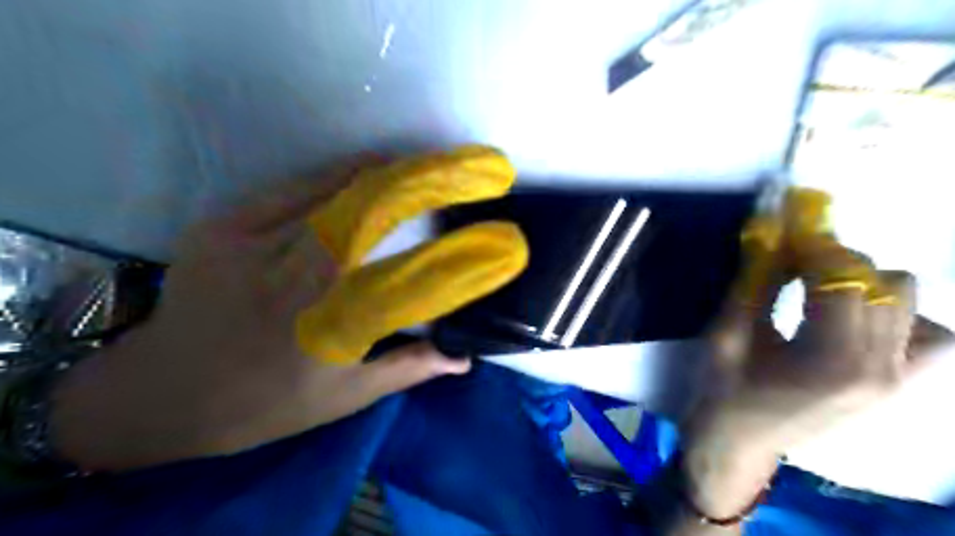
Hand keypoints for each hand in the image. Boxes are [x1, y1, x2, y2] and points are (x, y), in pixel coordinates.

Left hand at [50, 167, 470, 473]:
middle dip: (412, 186)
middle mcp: (288, 281)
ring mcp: (249, 245)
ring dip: (378, 174)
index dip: (448, 250)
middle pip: (363, 216)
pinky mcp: (222, 225)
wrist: (164, 393)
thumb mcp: (344, 396)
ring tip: (414, 163)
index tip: (483, 238)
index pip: (403, 278)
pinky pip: (291, 189)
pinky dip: (334, 175)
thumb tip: (463, 358)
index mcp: (325, 329)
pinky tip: (361, 171)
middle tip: (449, 173)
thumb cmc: (266, 404)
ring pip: (329, 193)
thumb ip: (408, 369)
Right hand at [679, 239, 954, 526]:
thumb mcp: (727, 335)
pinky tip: (856, 317)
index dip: (813, 247)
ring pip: (909, 301)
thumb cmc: (723, 391)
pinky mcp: (896, 386)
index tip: (786, 230)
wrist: (737, 444)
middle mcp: (879, 369)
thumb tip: (773, 240)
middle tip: (792, 261)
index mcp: (831, 361)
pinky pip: (927, 335)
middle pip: (882, 284)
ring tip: (820, 289)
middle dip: (835, 261)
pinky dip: (898, 314)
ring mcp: (896, 381)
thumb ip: (755, 285)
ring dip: (864, 283)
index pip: (843, 279)